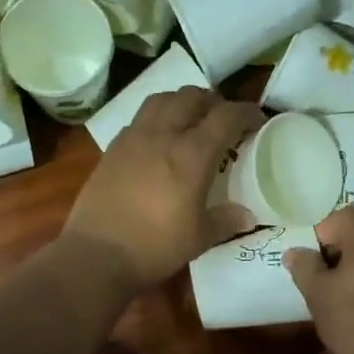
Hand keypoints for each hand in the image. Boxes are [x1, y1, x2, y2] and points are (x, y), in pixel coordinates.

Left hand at [64, 89, 262, 291]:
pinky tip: (158, 140)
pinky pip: (138, 119)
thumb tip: (247, 216)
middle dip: (213, 102)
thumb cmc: (155, 248)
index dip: (246, 113)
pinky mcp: (112, 149)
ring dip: (182, 102)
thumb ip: (225, 221)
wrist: (96, 255)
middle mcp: (163, 135)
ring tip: (190, 120)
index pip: (226, 116)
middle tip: (223, 120)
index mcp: (192, 154)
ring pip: (161, 99)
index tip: (257, 121)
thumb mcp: (199, 238)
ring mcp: (133, 138)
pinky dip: (156, 118)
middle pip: (192, 97)